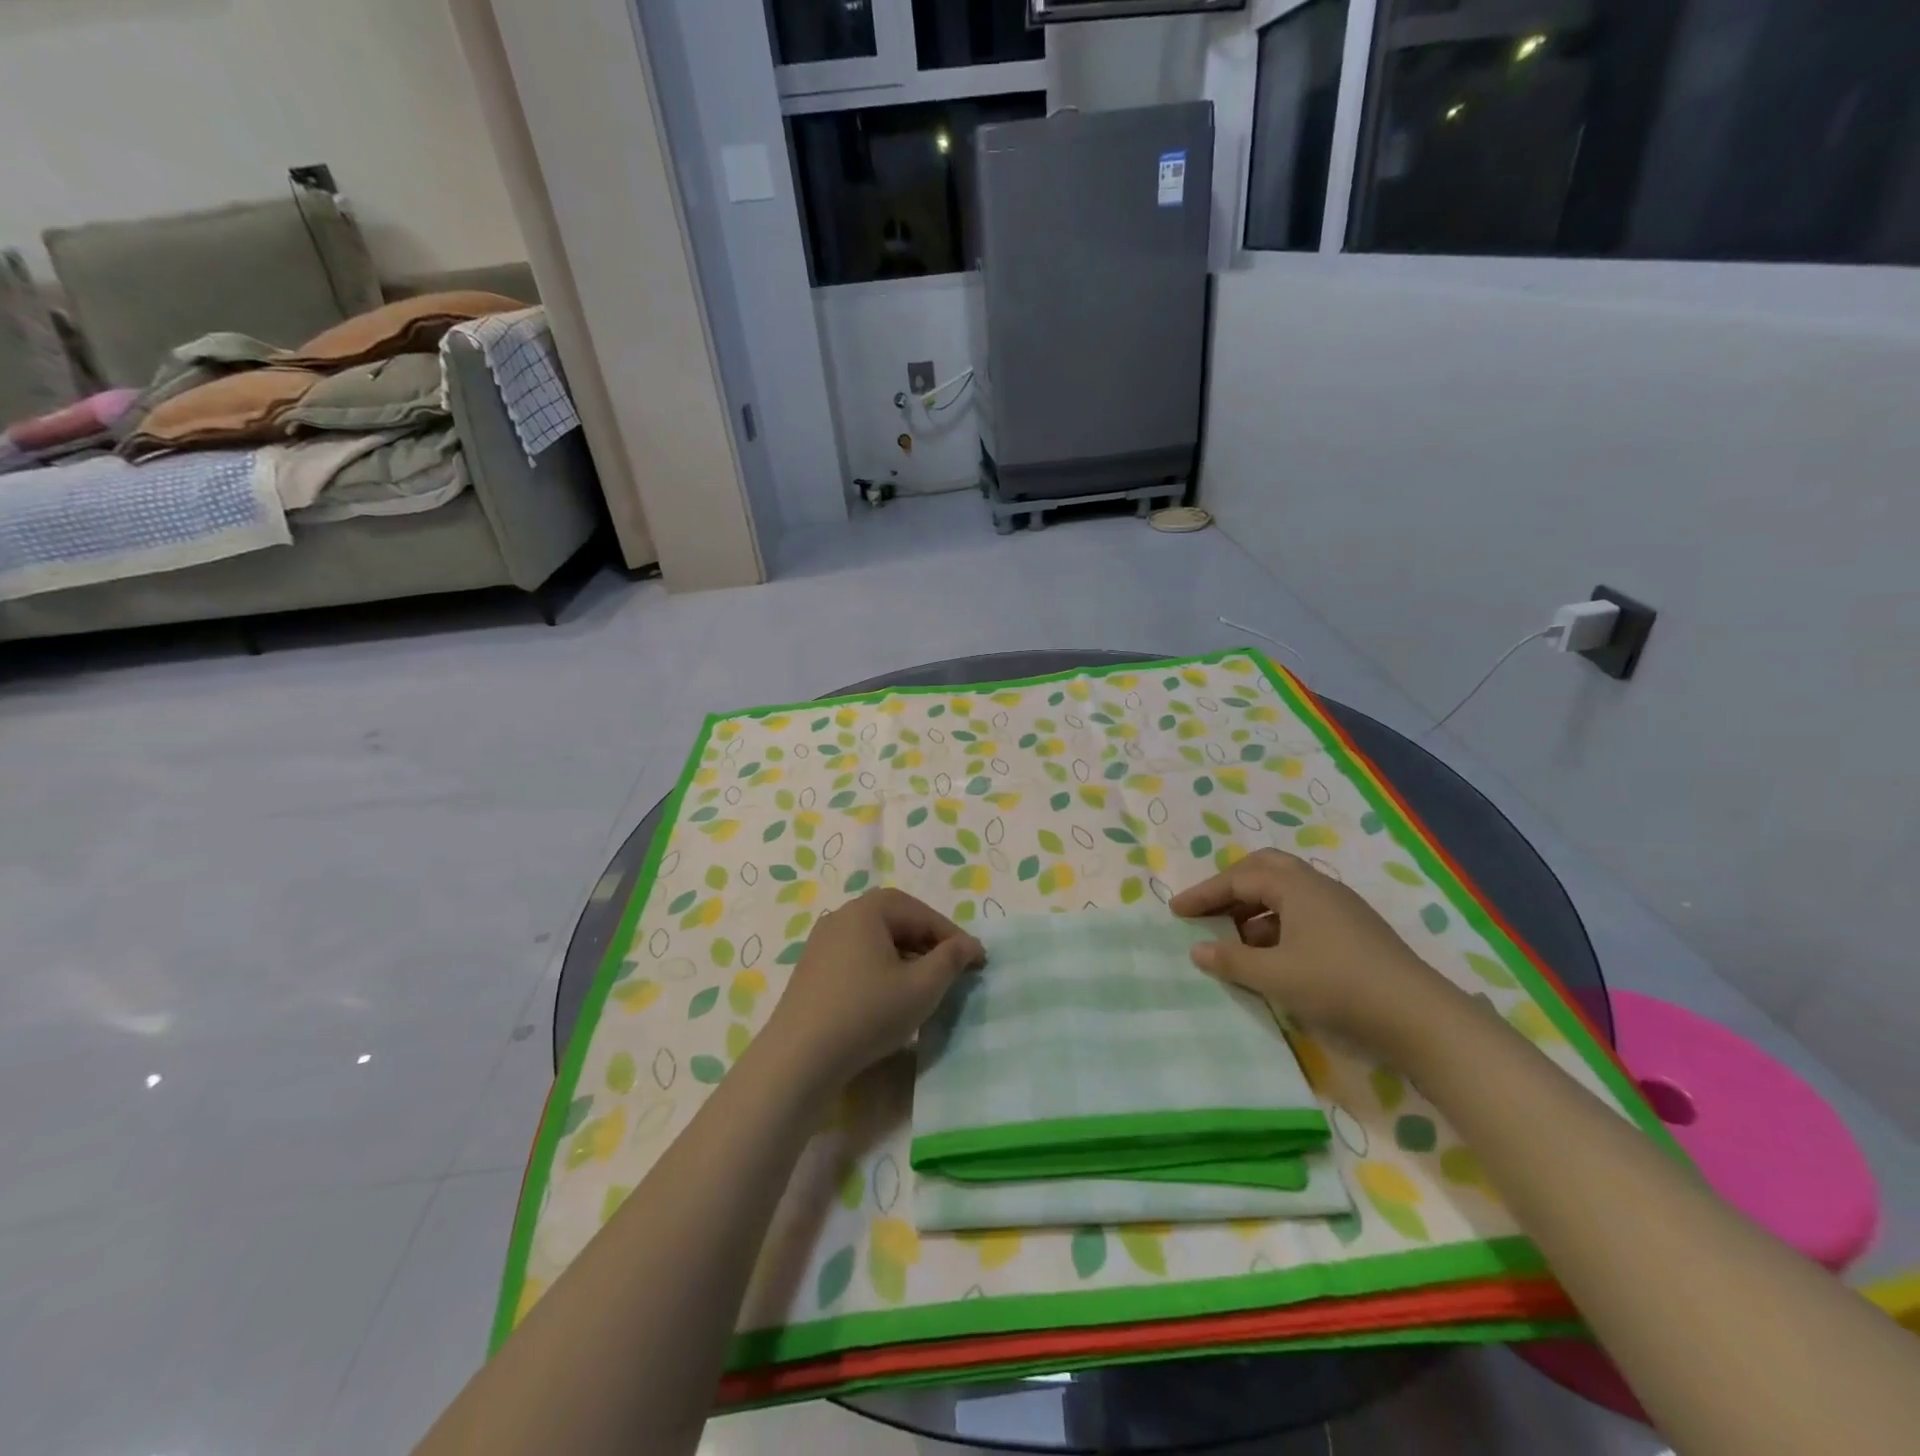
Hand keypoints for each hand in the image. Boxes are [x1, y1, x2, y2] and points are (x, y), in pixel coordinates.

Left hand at [762, 888, 985, 1085]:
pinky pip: (857, 957)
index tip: (977, 960)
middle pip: (896, 920)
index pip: (921, 913)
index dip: (953, 936)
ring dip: (906, 956)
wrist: (799, 1058)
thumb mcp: (922, 987)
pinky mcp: (812, 969)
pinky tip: (891, 996)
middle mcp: (842, 916)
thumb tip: (968, 945)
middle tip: (953, 968)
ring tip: (927, 984)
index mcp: (867, 910)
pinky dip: (882, 968)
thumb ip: (950, 960)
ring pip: (877, 940)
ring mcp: (822, 942)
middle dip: (929, 942)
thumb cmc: (867, 1013)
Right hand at [1171, 848, 1456, 1053]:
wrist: (1419, 1016)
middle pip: (1264, 870)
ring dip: (1253, 908)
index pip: (1238, 879)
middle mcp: (1317, 886)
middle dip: (1230, 887)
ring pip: (1284, 892)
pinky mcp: (1353, 930)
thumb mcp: (1275, 976)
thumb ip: (1231, 961)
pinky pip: (1301, 912)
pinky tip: (1271, 955)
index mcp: (1295, 886)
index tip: (1175, 910)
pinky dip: (1275, 925)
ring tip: (1233, 939)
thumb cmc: (1338, 985)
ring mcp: (1339, 907)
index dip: (1203, 894)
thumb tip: (1197, 950)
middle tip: (1206, 909)